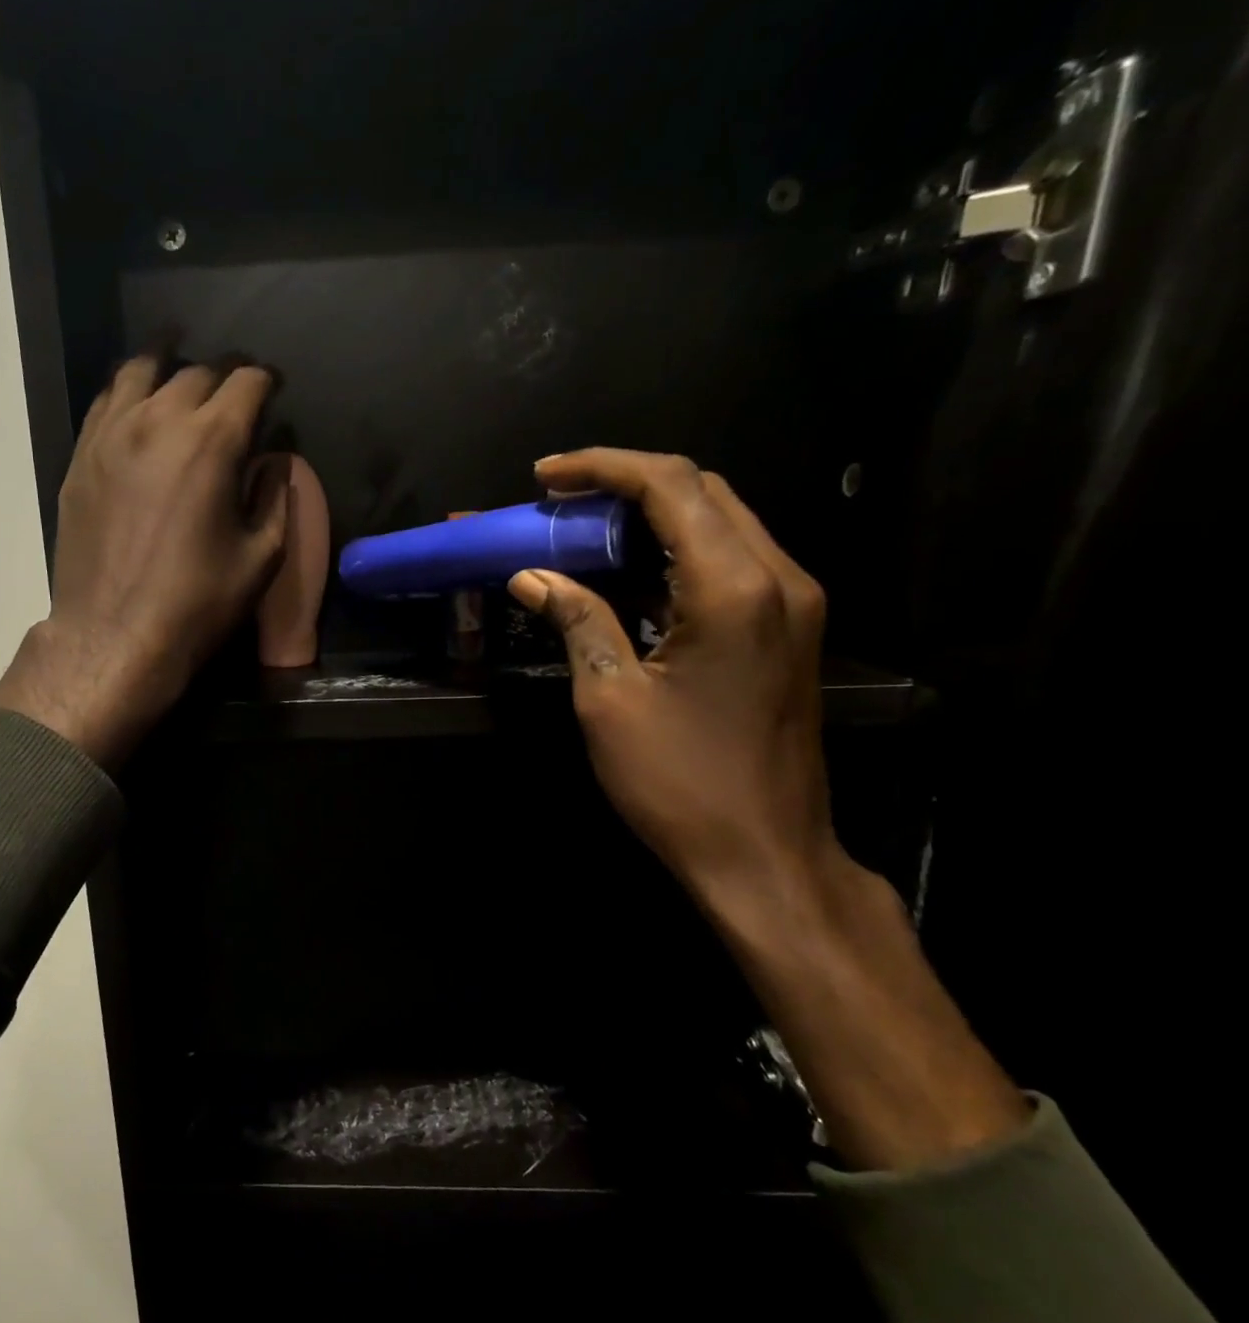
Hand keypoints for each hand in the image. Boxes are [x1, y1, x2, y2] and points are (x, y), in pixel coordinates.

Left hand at [0, 356, 292, 768]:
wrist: (115, 636)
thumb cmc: (197, 603)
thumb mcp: (260, 558)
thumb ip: (274, 498)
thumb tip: (274, 461)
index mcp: (211, 442)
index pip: (245, 382)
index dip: (265, 380)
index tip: (273, 389)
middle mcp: (158, 421)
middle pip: (196, 372)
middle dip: (223, 376)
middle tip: (234, 394)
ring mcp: (111, 434)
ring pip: (140, 371)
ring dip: (169, 366)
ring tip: (180, 370)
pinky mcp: (81, 457)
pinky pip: (105, 401)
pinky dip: (128, 391)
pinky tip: (136, 403)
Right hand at [510, 448, 1026, 1169]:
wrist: (765, 855)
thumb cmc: (679, 783)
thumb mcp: (609, 700)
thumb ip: (576, 620)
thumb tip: (531, 576)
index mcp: (732, 588)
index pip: (670, 485)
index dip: (602, 467)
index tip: (545, 476)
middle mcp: (777, 577)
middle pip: (703, 490)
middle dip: (626, 482)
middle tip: (559, 500)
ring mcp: (792, 603)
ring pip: (720, 521)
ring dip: (651, 515)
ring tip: (583, 529)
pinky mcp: (788, 630)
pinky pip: (730, 561)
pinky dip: (675, 552)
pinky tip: (628, 574)